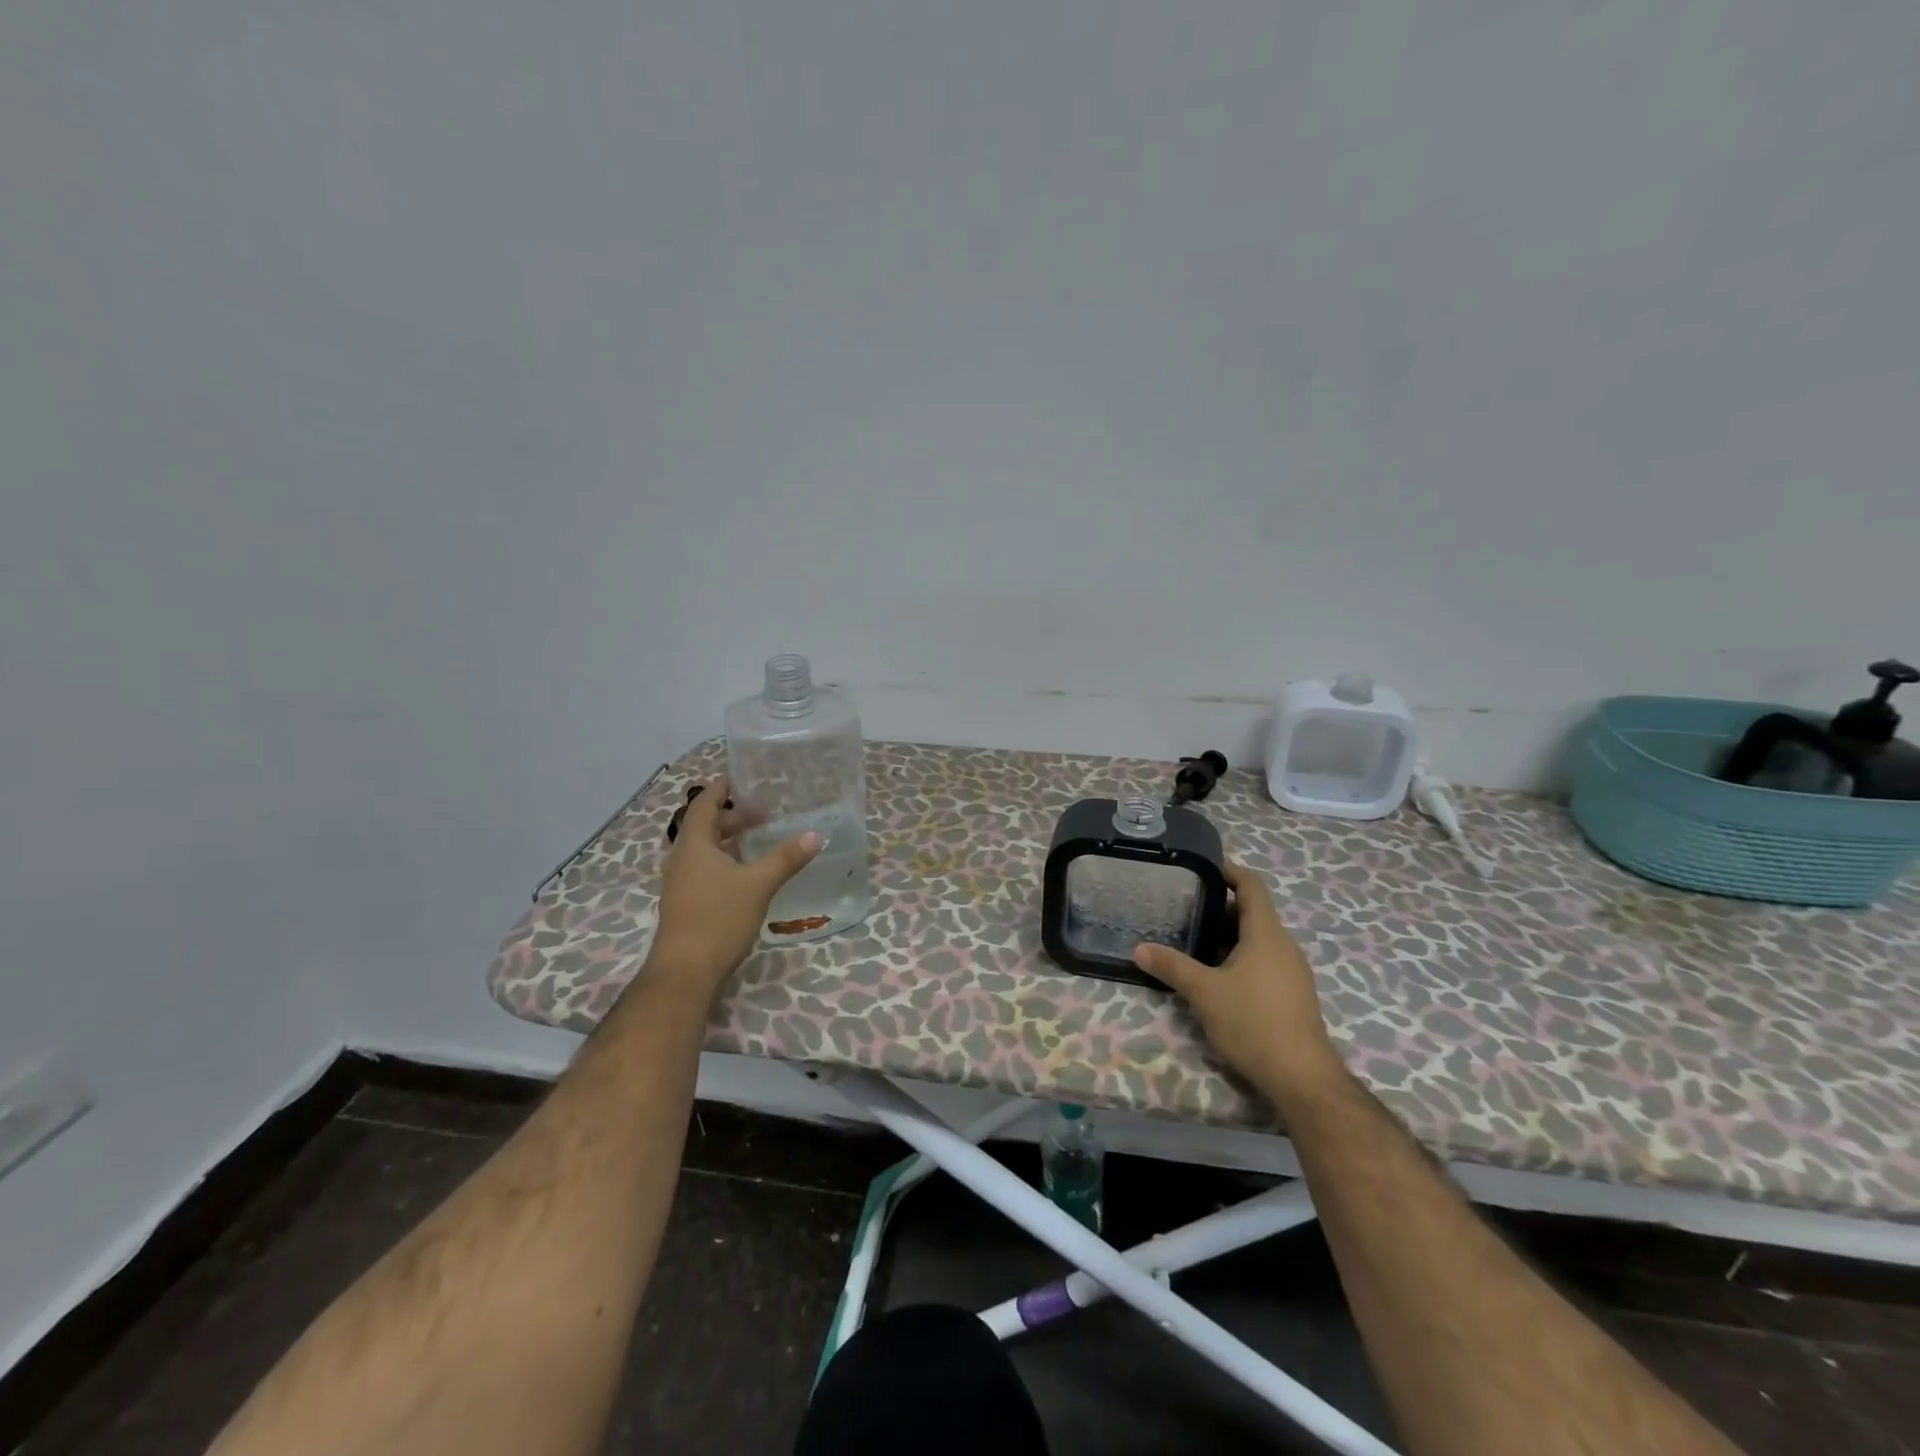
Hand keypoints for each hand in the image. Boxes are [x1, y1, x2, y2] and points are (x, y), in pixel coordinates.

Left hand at [650, 777, 820, 996]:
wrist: (686, 972)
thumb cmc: (718, 918)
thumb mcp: (758, 884)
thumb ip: (786, 858)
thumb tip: (815, 834)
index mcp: (693, 845)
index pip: (703, 805)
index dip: (721, 789)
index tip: (741, 778)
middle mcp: (683, 859)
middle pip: (706, 826)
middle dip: (734, 816)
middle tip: (765, 812)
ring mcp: (682, 883)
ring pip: (707, 850)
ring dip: (731, 840)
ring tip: (761, 838)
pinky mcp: (688, 903)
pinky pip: (707, 869)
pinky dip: (728, 861)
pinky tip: (749, 872)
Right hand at [1132, 860, 1342, 1100]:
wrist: (1300, 1076)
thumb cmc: (1253, 1021)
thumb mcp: (1204, 992)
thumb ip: (1172, 966)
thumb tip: (1139, 949)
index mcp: (1266, 934)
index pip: (1252, 886)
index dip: (1230, 871)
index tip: (1204, 865)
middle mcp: (1283, 946)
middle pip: (1253, 912)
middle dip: (1221, 906)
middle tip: (1186, 905)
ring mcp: (1292, 972)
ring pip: (1258, 939)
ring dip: (1229, 934)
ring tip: (1194, 938)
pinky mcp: (1292, 995)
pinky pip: (1264, 961)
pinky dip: (1240, 956)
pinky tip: (1216, 974)